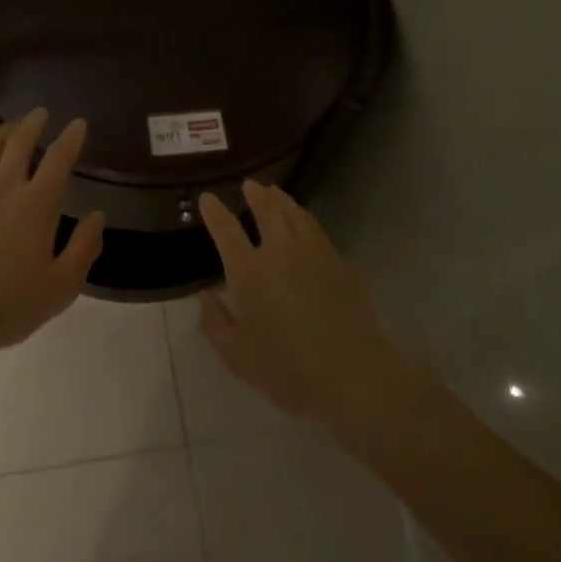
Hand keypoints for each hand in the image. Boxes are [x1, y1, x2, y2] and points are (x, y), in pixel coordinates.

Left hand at [0, 107, 104, 363]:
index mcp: (38, 203)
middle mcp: (5, 186)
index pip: (59, 158)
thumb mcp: (62, 285)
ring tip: (9, 127)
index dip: (71, 137)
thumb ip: (84, 247)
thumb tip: (98, 216)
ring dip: (1, 132)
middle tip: (40, 113)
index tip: (78, 124)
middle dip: (33, 123)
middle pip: (19, 142)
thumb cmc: (10, 304)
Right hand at [197, 181, 408, 428]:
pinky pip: (318, 231)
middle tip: (250, 184)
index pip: (226, 230)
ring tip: (275, 193)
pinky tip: (304, 225)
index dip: (214, 211)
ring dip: (282, 200)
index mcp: (249, 272)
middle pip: (267, 210)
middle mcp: (280, 252)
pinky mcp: (341, 263)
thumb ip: (215, 321)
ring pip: (296, 214)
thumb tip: (207, 294)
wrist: (352, 377)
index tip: (207, 198)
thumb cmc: (287, 371)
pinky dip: (305, 220)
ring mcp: (315, 253)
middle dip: (256, 194)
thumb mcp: (236, 355)